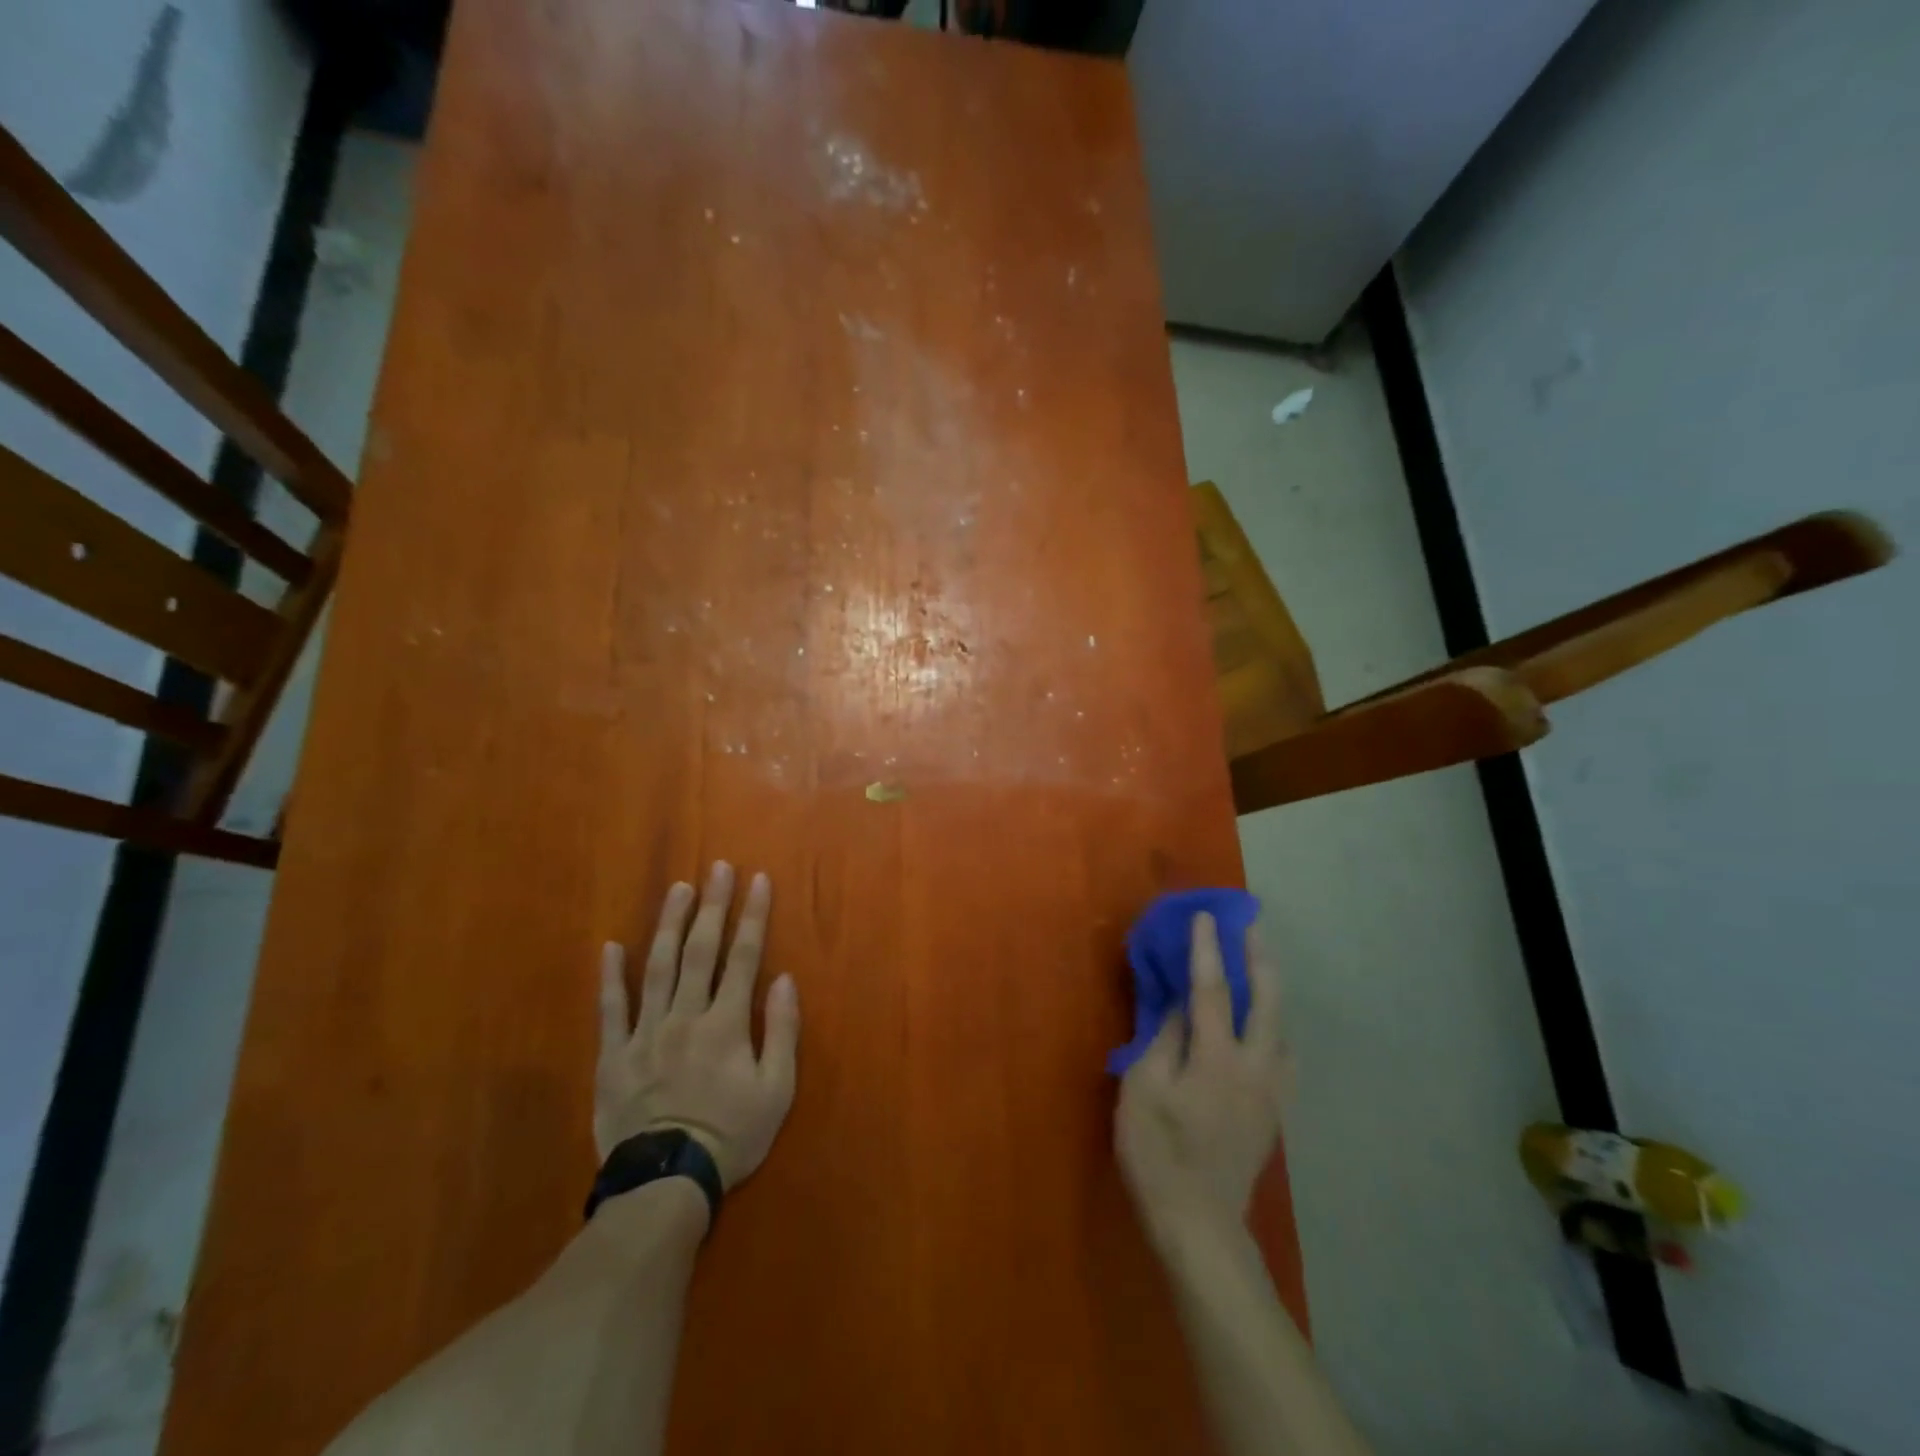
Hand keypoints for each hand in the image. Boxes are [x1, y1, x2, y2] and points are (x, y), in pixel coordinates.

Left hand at [596, 862, 799, 1189]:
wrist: (665, 1183)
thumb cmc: (731, 1136)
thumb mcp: (776, 1090)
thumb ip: (782, 1031)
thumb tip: (784, 979)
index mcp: (726, 1023)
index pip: (743, 956)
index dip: (752, 915)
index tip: (758, 880)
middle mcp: (685, 1015)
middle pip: (700, 950)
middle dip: (712, 905)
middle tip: (717, 868)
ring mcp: (645, 1033)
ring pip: (657, 967)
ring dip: (669, 924)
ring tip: (678, 889)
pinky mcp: (613, 1056)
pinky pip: (611, 1009)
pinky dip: (610, 976)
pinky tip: (610, 946)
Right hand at [1116, 912, 1291, 1253]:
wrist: (1200, 1224)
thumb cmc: (1159, 1154)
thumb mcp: (1142, 1091)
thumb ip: (1162, 1041)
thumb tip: (1177, 1006)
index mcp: (1216, 1059)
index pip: (1211, 991)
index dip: (1207, 950)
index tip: (1206, 916)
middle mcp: (1253, 1068)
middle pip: (1266, 1002)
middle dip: (1259, 958)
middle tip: (1253, 926)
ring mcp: (1269, 1092)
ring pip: (1281, 1029)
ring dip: (1272, 990)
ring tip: (1261, 967)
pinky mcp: (1272, 1114)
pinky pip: (1282, 1056)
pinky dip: (1274, 1027)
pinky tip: (1265, 1028)